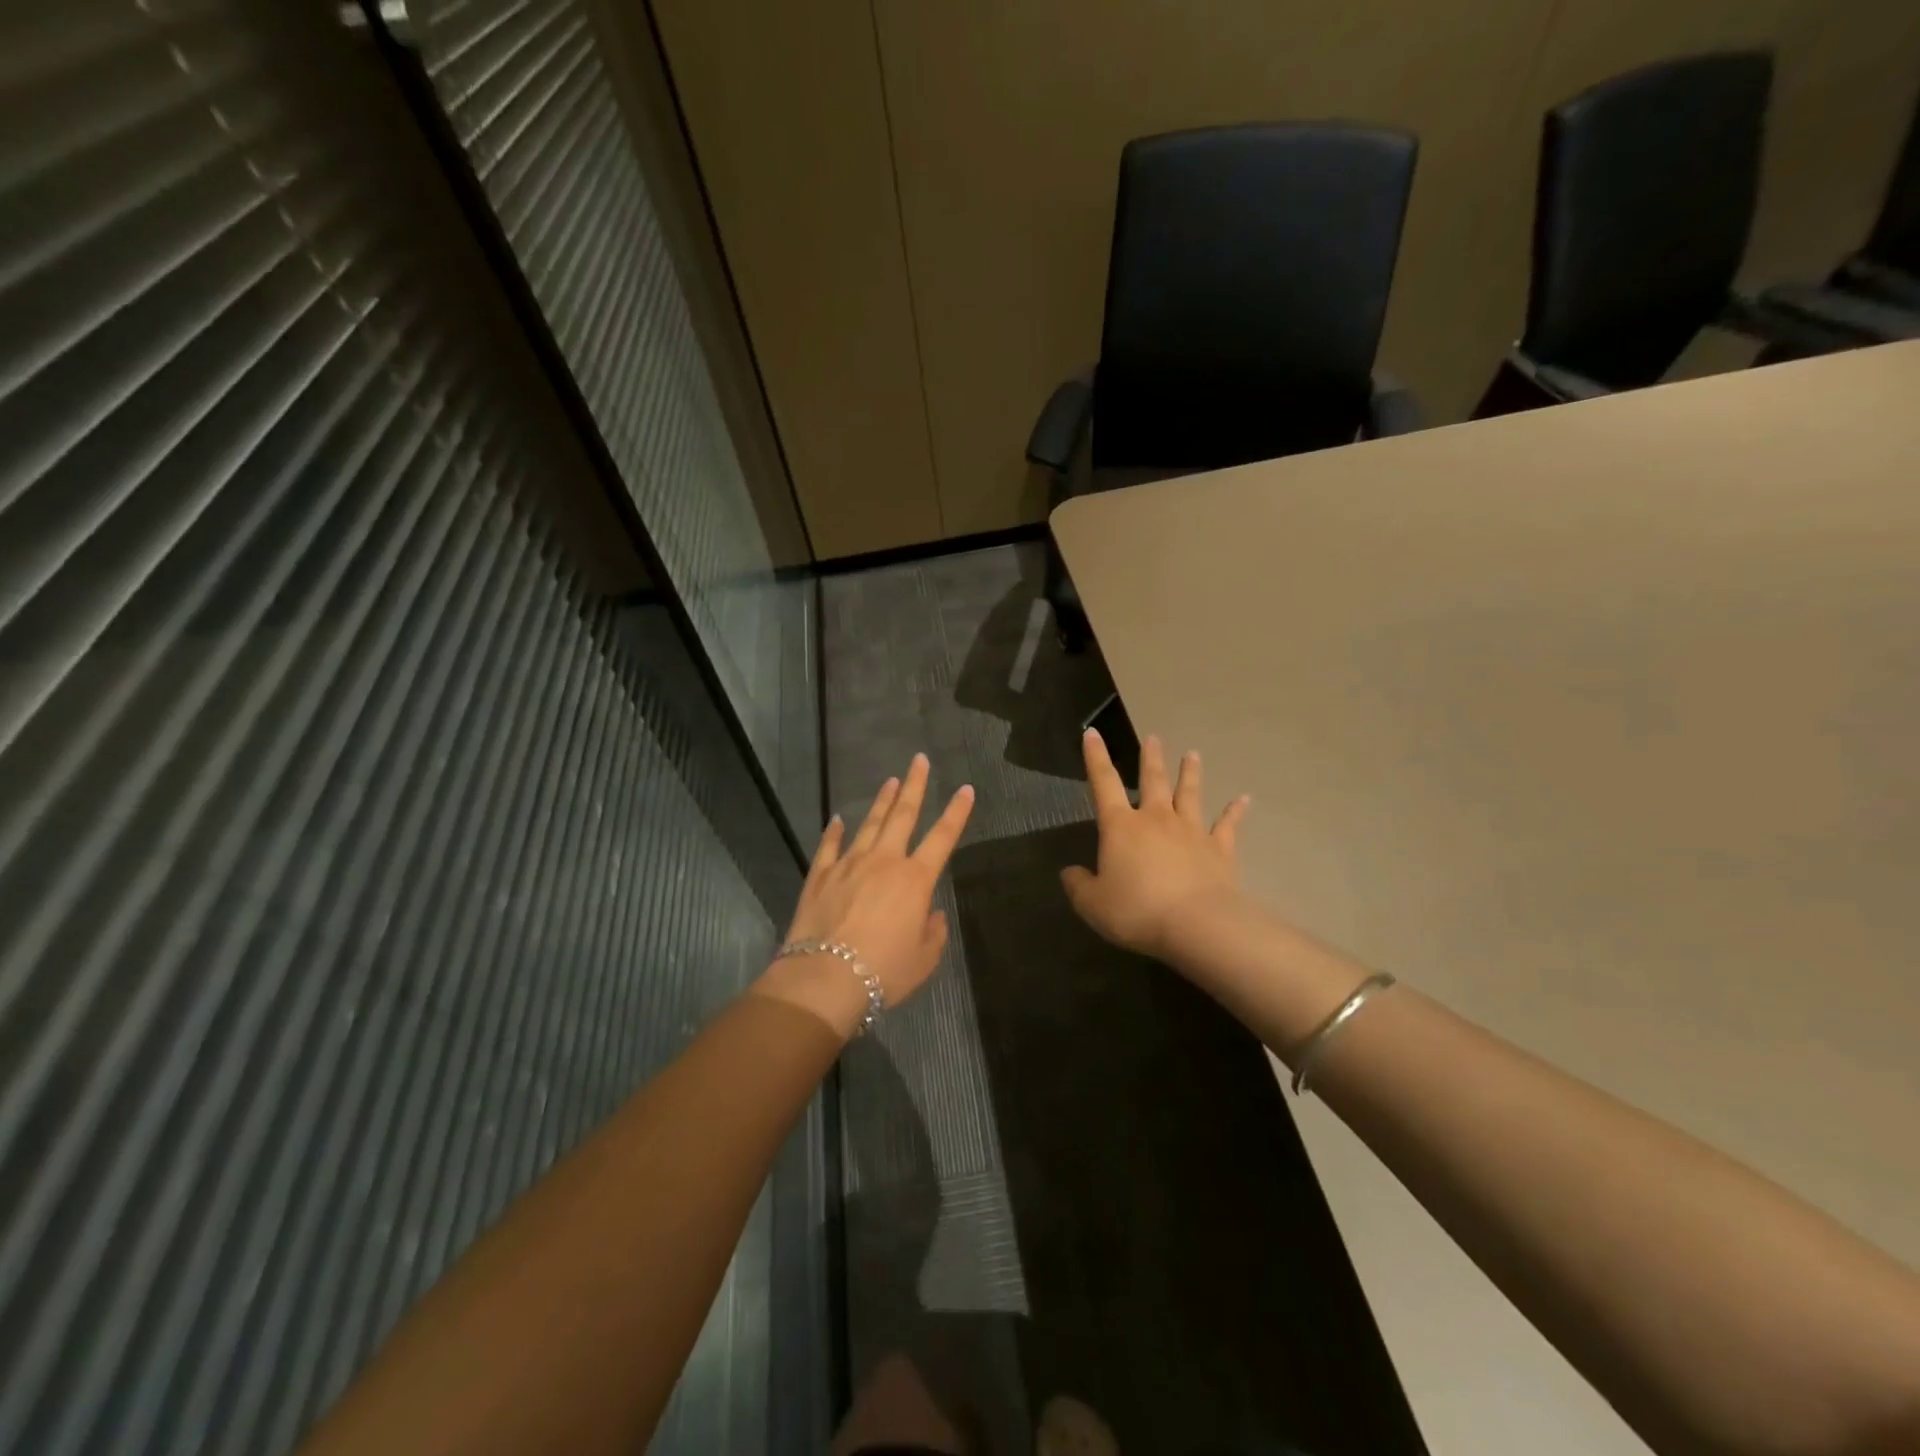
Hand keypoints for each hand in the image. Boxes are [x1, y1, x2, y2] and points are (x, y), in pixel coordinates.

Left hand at [759, 754, 973, 1036]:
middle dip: (914, 785)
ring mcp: (848, 865)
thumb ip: (933, 933)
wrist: (825, 979)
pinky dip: (834, 831)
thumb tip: (932, 914)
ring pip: (869, 823)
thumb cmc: (884, 972)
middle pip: (903, 815)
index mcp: (915, 880)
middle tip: (919, 760)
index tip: (965, 788)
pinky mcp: (820, 876)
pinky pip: (829, 846)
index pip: (943, 837)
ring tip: (890, 780)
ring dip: (881, 801)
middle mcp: (884, 862)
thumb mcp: (923, 960)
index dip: (957, 812)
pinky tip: (837, 819)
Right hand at [1061, 729, 1250, 962]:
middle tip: (1153, 738)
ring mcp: (1191, 832)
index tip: (1092, 733)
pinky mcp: (1219, 850)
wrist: (1197, 925)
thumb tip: (1070, 872)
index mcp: (1121, 827)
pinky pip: (1228, 826)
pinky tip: (1244, 799)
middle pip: (1153, 781)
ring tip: (1192, 754)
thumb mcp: (1093, 904)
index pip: (1104, 783)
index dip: (1095, 758)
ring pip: (1191, 794)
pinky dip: (1235, 811)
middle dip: (1151, 758)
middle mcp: (1156, 820)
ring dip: (1190, 773)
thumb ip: (1079, 885)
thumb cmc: (1137, 911)